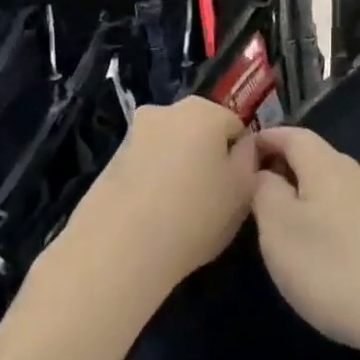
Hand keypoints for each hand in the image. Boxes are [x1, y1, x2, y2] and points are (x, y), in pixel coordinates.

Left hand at [64, 97, 258, 290]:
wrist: (119, 248)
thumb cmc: (195, 214)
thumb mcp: (243, 190)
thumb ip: (249, 159)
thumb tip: (243, 146)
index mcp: (203, 111)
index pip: (236, 126)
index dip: (240, 157)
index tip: (237, 186)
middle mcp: (165, 111)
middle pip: (200, 131)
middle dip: (207, 157)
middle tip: (212, 198)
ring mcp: (133, 134)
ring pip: (171, 148)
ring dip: (178, 168)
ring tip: (180, 211)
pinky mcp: (110, 161)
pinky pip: (146, 166)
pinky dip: (153, 181)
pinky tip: (153, 215)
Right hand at [251, 128, 359, 357]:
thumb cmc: (340, 270)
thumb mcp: (281, 233)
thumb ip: (266, 195)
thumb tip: (266, 173)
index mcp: (329, 168)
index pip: (295, 136)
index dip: (269, 138)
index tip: (247, 150)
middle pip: (324, 162)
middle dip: (295, 173)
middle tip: (268, 199)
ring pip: (349, 191)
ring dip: (322, 203)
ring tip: (304, 235)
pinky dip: (348, 227)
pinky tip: (346, 259)